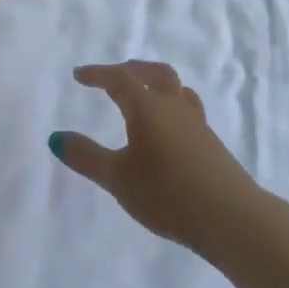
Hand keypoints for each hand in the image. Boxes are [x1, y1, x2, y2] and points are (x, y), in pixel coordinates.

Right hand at [50, 61, 258, 254]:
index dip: (97, 74)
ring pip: (175, 88)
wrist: (233, 218)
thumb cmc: (168, 194)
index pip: (119, 78)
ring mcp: (197, 123)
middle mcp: (173, 106)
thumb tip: (55, 137)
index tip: (79, 75)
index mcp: (147, 107)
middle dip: (130, 69)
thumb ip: (86, 157)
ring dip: (154, 83)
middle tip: (112, 76)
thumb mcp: (118, 179)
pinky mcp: (211, 142)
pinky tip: (168, 127)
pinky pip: (187, 108)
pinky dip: (170, 104)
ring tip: (143, 94)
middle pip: (154, 73)